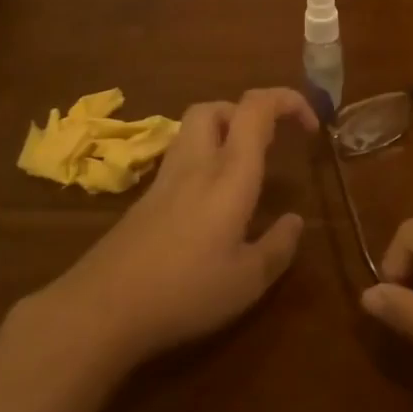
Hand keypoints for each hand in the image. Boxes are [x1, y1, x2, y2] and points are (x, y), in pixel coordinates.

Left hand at [17, 87, 318, 374]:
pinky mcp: (145, 201)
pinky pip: (180, 160)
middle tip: (269, 146)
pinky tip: (210, 206)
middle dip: (248, 113)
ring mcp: (165, 180)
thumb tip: (296, 221)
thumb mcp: (247, 281)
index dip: (288, 101)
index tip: (311, 127)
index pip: (257, 108)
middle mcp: (197, 164)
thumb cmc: (185, 291)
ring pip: (193, 130)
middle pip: (216, 107)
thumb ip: (278, 247)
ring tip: (243, 172)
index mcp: (230, 173)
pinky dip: (203, 163)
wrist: (101, 309)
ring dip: (223, 134)